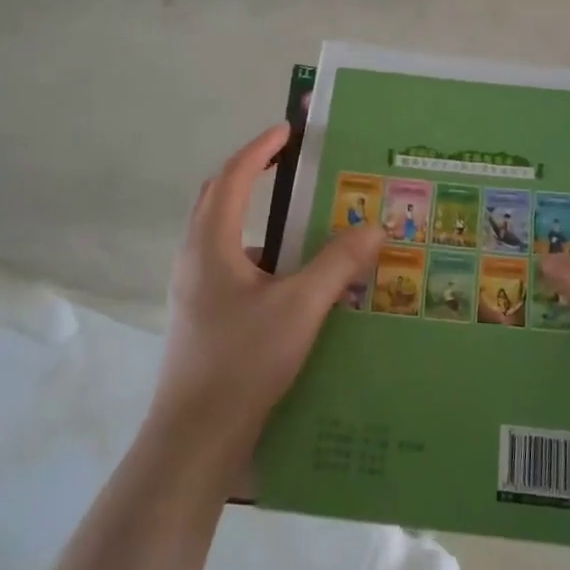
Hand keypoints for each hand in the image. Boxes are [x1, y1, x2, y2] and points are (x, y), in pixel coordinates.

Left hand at [150, 123, 382, 462]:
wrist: (194, 439)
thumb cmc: (243, 361)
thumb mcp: (301, 307)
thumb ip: (338, 264)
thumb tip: (376, 227)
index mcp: (211, 243)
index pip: (235, 177)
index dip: (261, 149)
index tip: (288, 130)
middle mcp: (195, 258)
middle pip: (219, 198)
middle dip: (251, 173)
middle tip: (288, 162)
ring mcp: (193, 289)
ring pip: (223, 235)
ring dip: (255, 215)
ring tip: (298, 221)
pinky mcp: (201, 316)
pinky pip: (230, 265)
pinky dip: (258, 254)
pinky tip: (290, 279)